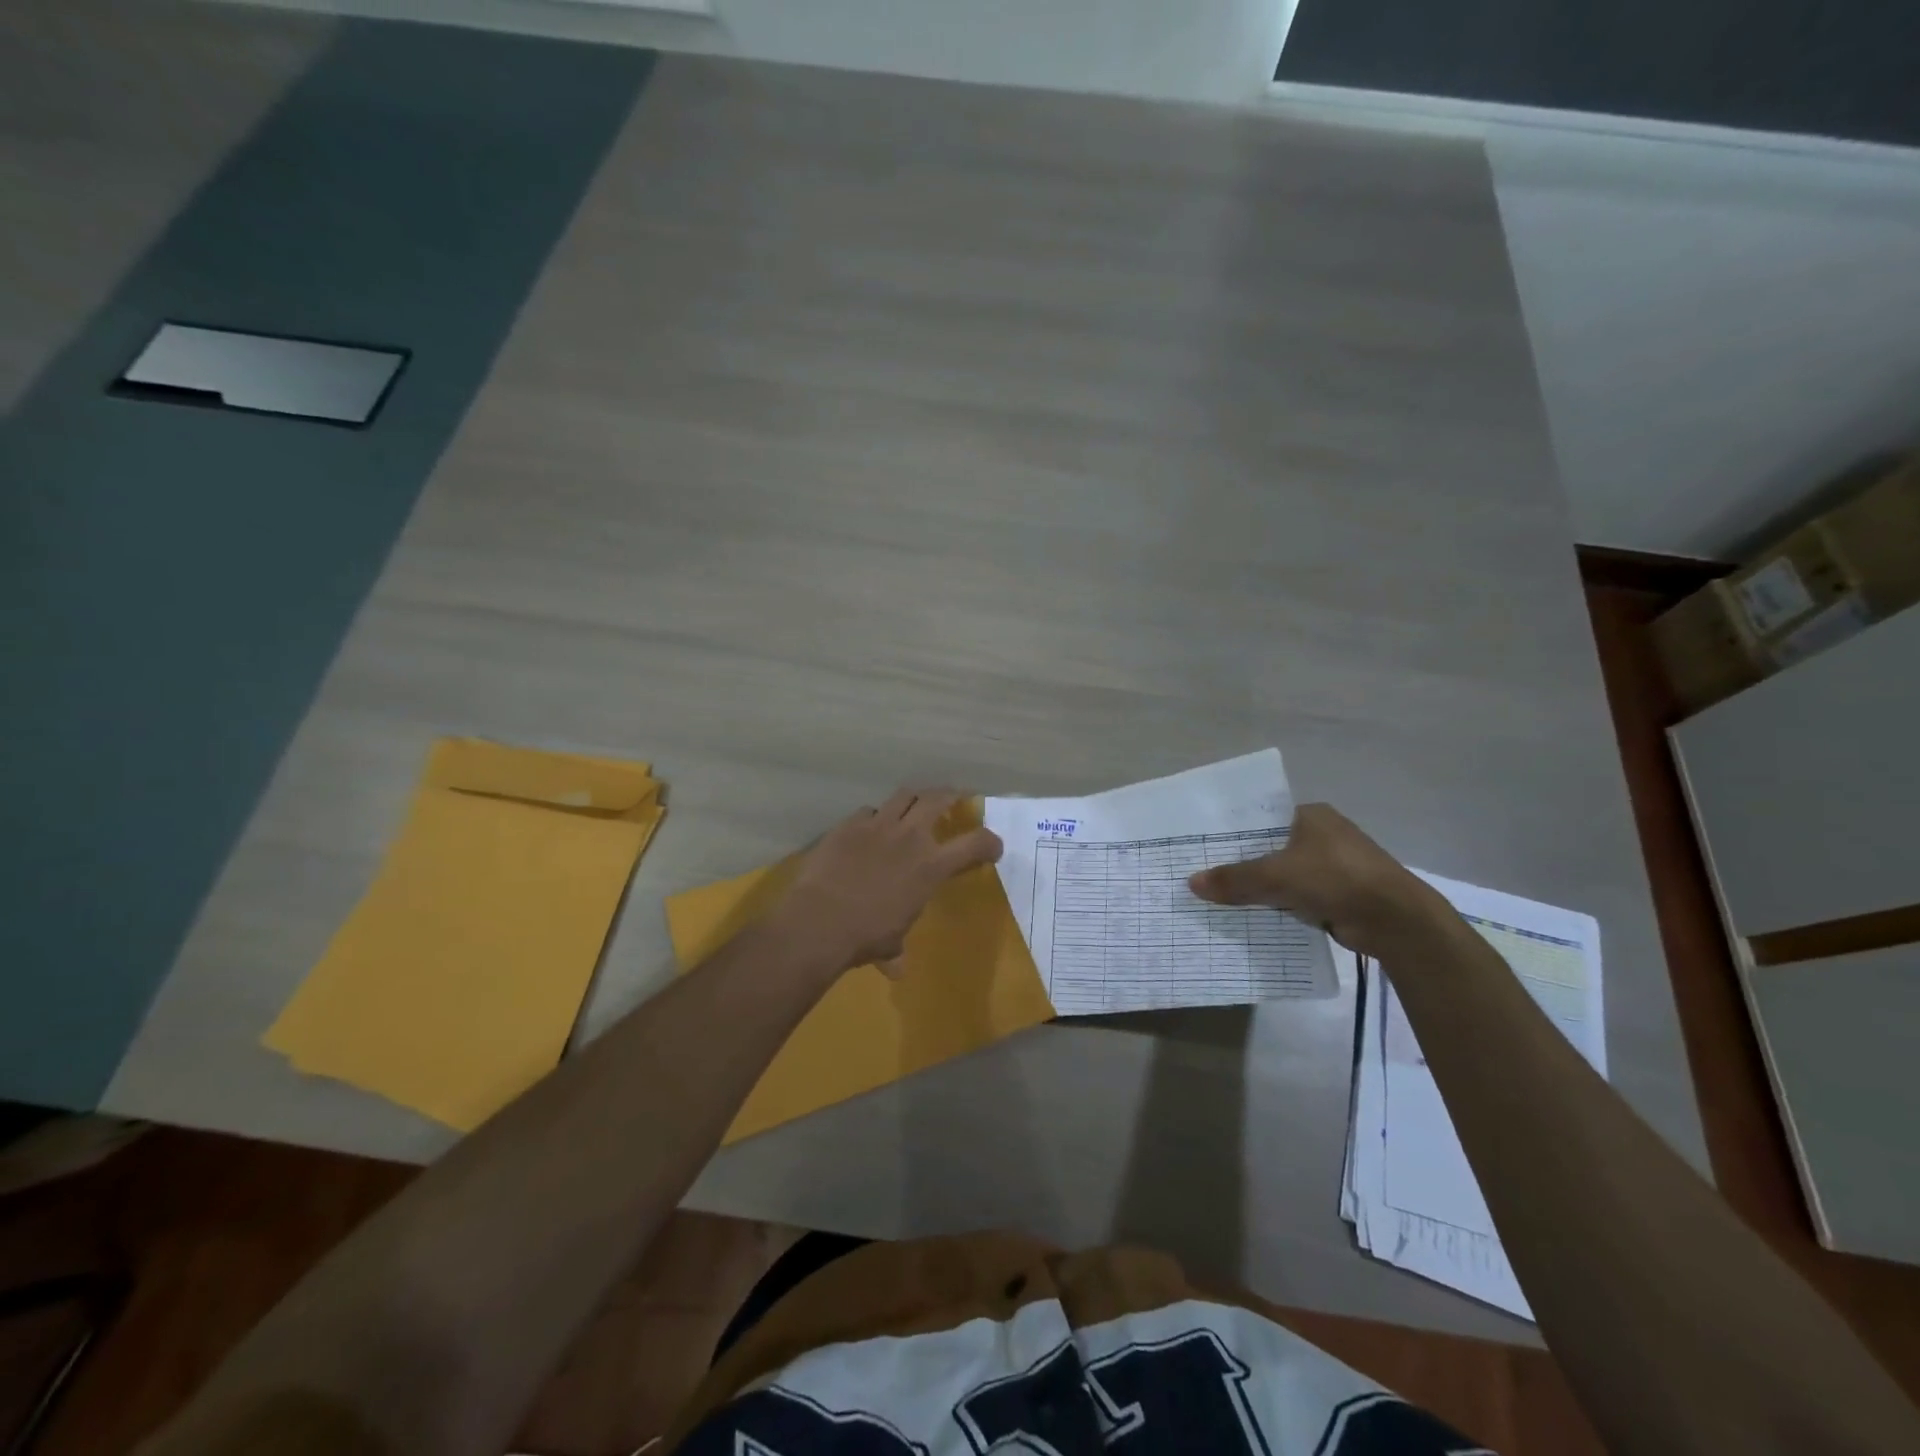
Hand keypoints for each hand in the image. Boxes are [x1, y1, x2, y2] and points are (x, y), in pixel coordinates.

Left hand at [772, 790, 1003, 976]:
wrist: (821, 920)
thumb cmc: (865, 936)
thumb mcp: (891, 943)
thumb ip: (898, 949)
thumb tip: (897, 969)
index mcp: (931, 866)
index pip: (975, 843)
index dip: (990, 842)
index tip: (993, 846)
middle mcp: (910, 837)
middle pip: (938, 799)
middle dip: (951, 795)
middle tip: (955, 797)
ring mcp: (878, 825)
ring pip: (904, 795)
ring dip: (914, 798)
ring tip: (915, 802)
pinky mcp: (849, 825)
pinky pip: (868, 811)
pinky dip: (874, 817)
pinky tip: (870, 826)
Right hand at [1187, 803, 1449, 957]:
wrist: (1395, 920)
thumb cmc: (1336, 878)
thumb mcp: (1276, 876)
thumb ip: (1234, 879)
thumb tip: (1191, 883)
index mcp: (1311, 815)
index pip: (1262, 819)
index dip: (1233, 833)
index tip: (1204, 848)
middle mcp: (1322, 835)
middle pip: (1270, 848)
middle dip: (1243, 864)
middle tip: (1204, 875)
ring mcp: (1333, 866)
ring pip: (1283, 875)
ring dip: (1261, 888)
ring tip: (1219, 898)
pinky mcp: (1340, 894)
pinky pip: (1297, 897)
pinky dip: (1279, 906)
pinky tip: (1252, 916)